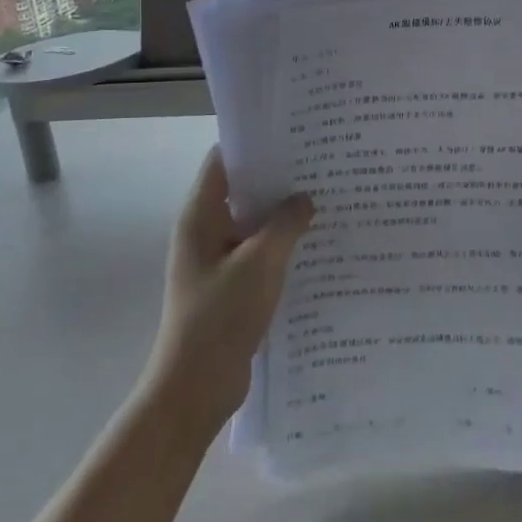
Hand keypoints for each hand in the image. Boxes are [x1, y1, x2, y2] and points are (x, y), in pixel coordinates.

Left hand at [145, 148, 313, 438]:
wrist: (196, 388)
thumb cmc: (221, 317)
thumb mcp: (260, 264)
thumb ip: (285, 225)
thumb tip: (304, 199)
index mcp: (200, 216)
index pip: (223, 161)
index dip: (254, 143)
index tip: (293, 134)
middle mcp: (205, 231)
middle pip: (241, 190)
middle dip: (277, 178)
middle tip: (320, 164)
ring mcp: (216, 259)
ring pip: (252, 223)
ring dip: (282, 214)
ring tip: (325, 198)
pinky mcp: (230, 285)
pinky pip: (258, 252)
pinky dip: (281, 244)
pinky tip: (315, 243)